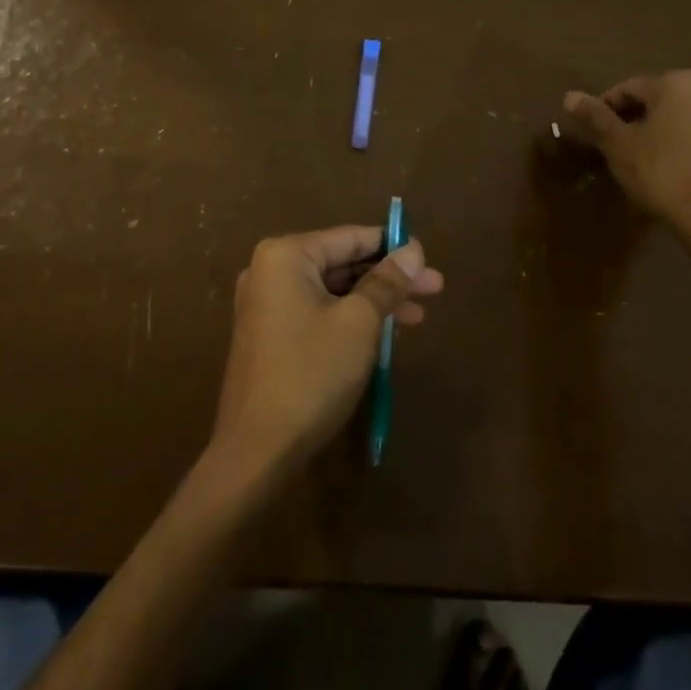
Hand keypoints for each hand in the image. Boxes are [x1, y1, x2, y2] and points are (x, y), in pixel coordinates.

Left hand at [210, 226, 443, 477]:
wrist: (255, 451)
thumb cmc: (311, 374)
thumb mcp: (359, 323)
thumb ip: (386, 282)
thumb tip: (414, 250)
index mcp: (286, 255)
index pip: (350, 238)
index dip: (392, 246)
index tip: (428, 257)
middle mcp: (270, 270)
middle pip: (342, 264)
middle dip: (389, 277)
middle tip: (435, 289)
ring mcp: (267, 304)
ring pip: (333, 291)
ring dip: (374, 301)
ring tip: (418, 316)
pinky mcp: (270, 335)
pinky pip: (318, 312)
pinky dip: (350, 318)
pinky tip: (384, 333)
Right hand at [559, 70, 690, 281]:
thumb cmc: (661, 173)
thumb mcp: (618, 144)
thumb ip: (595, 117)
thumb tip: (570, 96)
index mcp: (676, 84)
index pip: (628, 89)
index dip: (604, 110)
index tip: (592, 133)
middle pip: (655, 103)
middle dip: (631, 121)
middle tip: (611, 147)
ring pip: (676, 121)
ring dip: (653, 135)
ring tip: (635, 162)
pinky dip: (676, 148)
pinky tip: (664, 172)